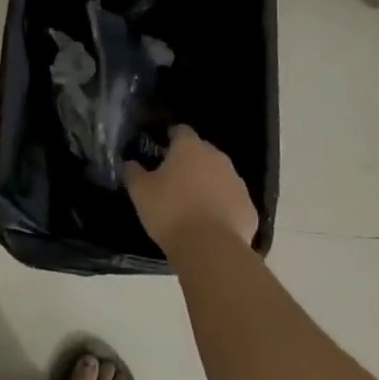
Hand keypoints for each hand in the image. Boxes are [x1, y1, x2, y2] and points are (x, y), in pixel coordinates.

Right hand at [123, 125, 258, 255]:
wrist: (210, 248)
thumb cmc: (170, 212)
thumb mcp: (140, 192)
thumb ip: (133, 172)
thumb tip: (129, 163)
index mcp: (189, 148)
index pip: (181, 131)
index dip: (171, 138)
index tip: (161, 150)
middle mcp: (217, 158)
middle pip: (202, 152)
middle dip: (190, 161)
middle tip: (174, 180)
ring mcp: (237, 182)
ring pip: (220, 176)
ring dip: (208, 184)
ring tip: (193, 204)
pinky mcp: (249, 208)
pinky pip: (232, 200)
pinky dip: (223, 206)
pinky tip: (211, 224)